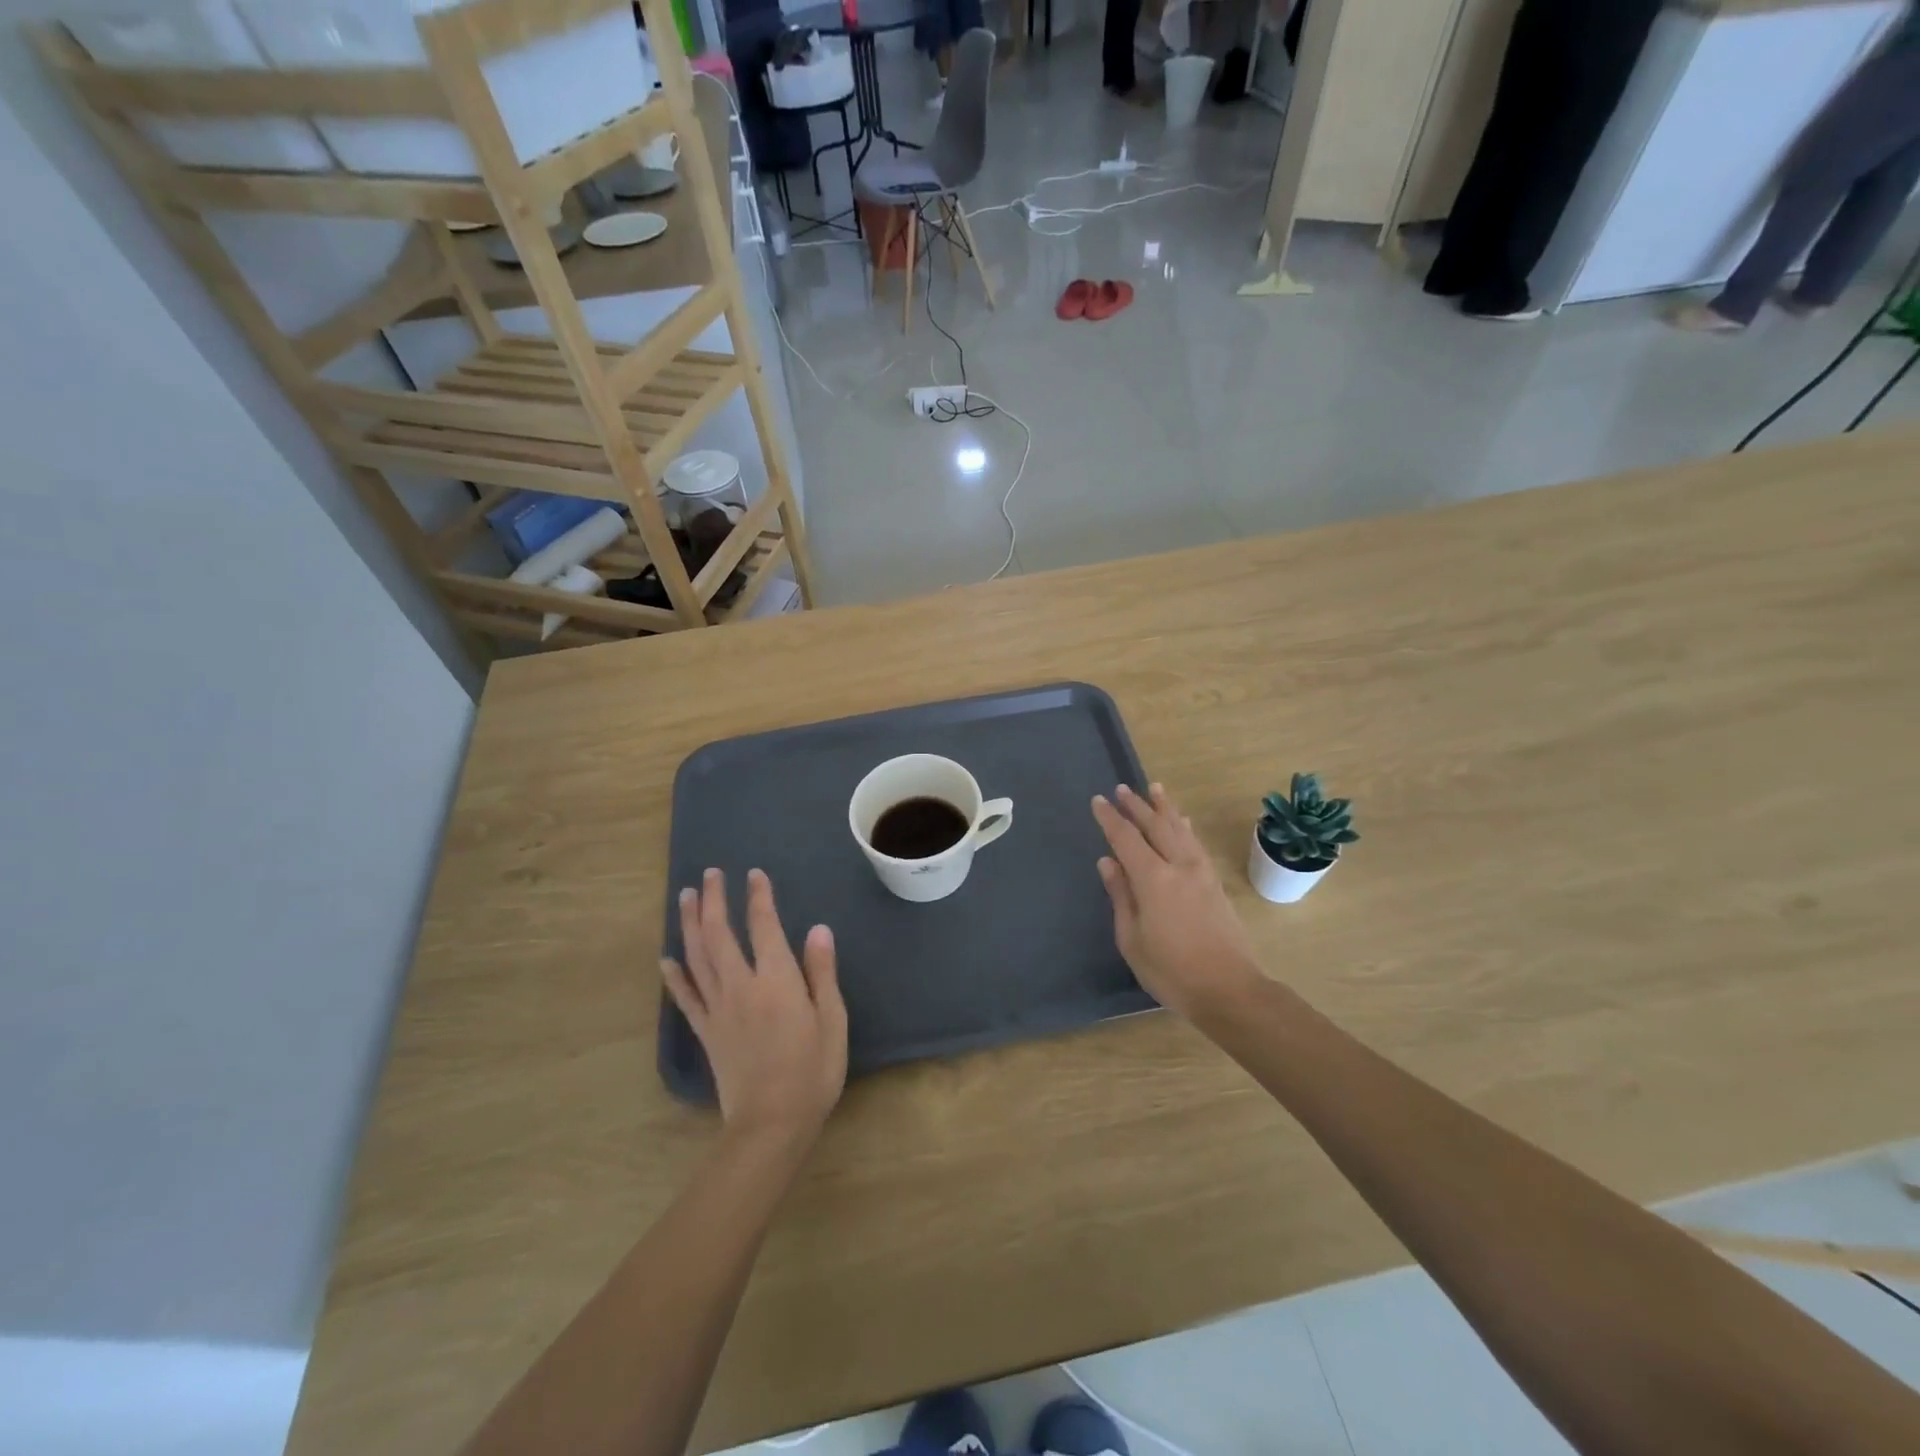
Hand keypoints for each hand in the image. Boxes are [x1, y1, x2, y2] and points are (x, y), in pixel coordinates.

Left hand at [662, 868, 847, 1146]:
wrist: (771, 1124)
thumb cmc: (813, 1071)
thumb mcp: (832, 1020)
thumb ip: (822, 972)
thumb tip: (817, 928)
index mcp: (777, 980)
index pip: (764, 926)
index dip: (758, 897)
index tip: (754, 874)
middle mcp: (741, 985)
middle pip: (720, 934)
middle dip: (714, 900)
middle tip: (710, 874)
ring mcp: (718, 1009)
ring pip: (697, 957)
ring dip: (689, 924)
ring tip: (685, 897)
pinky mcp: (706, 1032)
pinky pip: (685, 997)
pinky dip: (674, 975)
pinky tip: (666, 957)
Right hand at [1092, 784, 1265, 1021]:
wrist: (1230, 990)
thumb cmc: (1171, 971)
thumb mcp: (1132, 938)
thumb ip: (1121, 895)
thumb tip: (1108, 862)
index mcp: (1153, 880)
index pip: (1126, 839)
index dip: (1110, 819)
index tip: (1098, 801)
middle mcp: (1179, 866)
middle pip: (1156, 826)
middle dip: (1137, 806)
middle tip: (1122, 789)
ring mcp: (1201, 873)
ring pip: (1180, 829)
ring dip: (1164, 808)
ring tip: (1154, 789)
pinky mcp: (1215, 883)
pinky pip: (1195, 842)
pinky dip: (1184, 826)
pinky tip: (1182, 822)